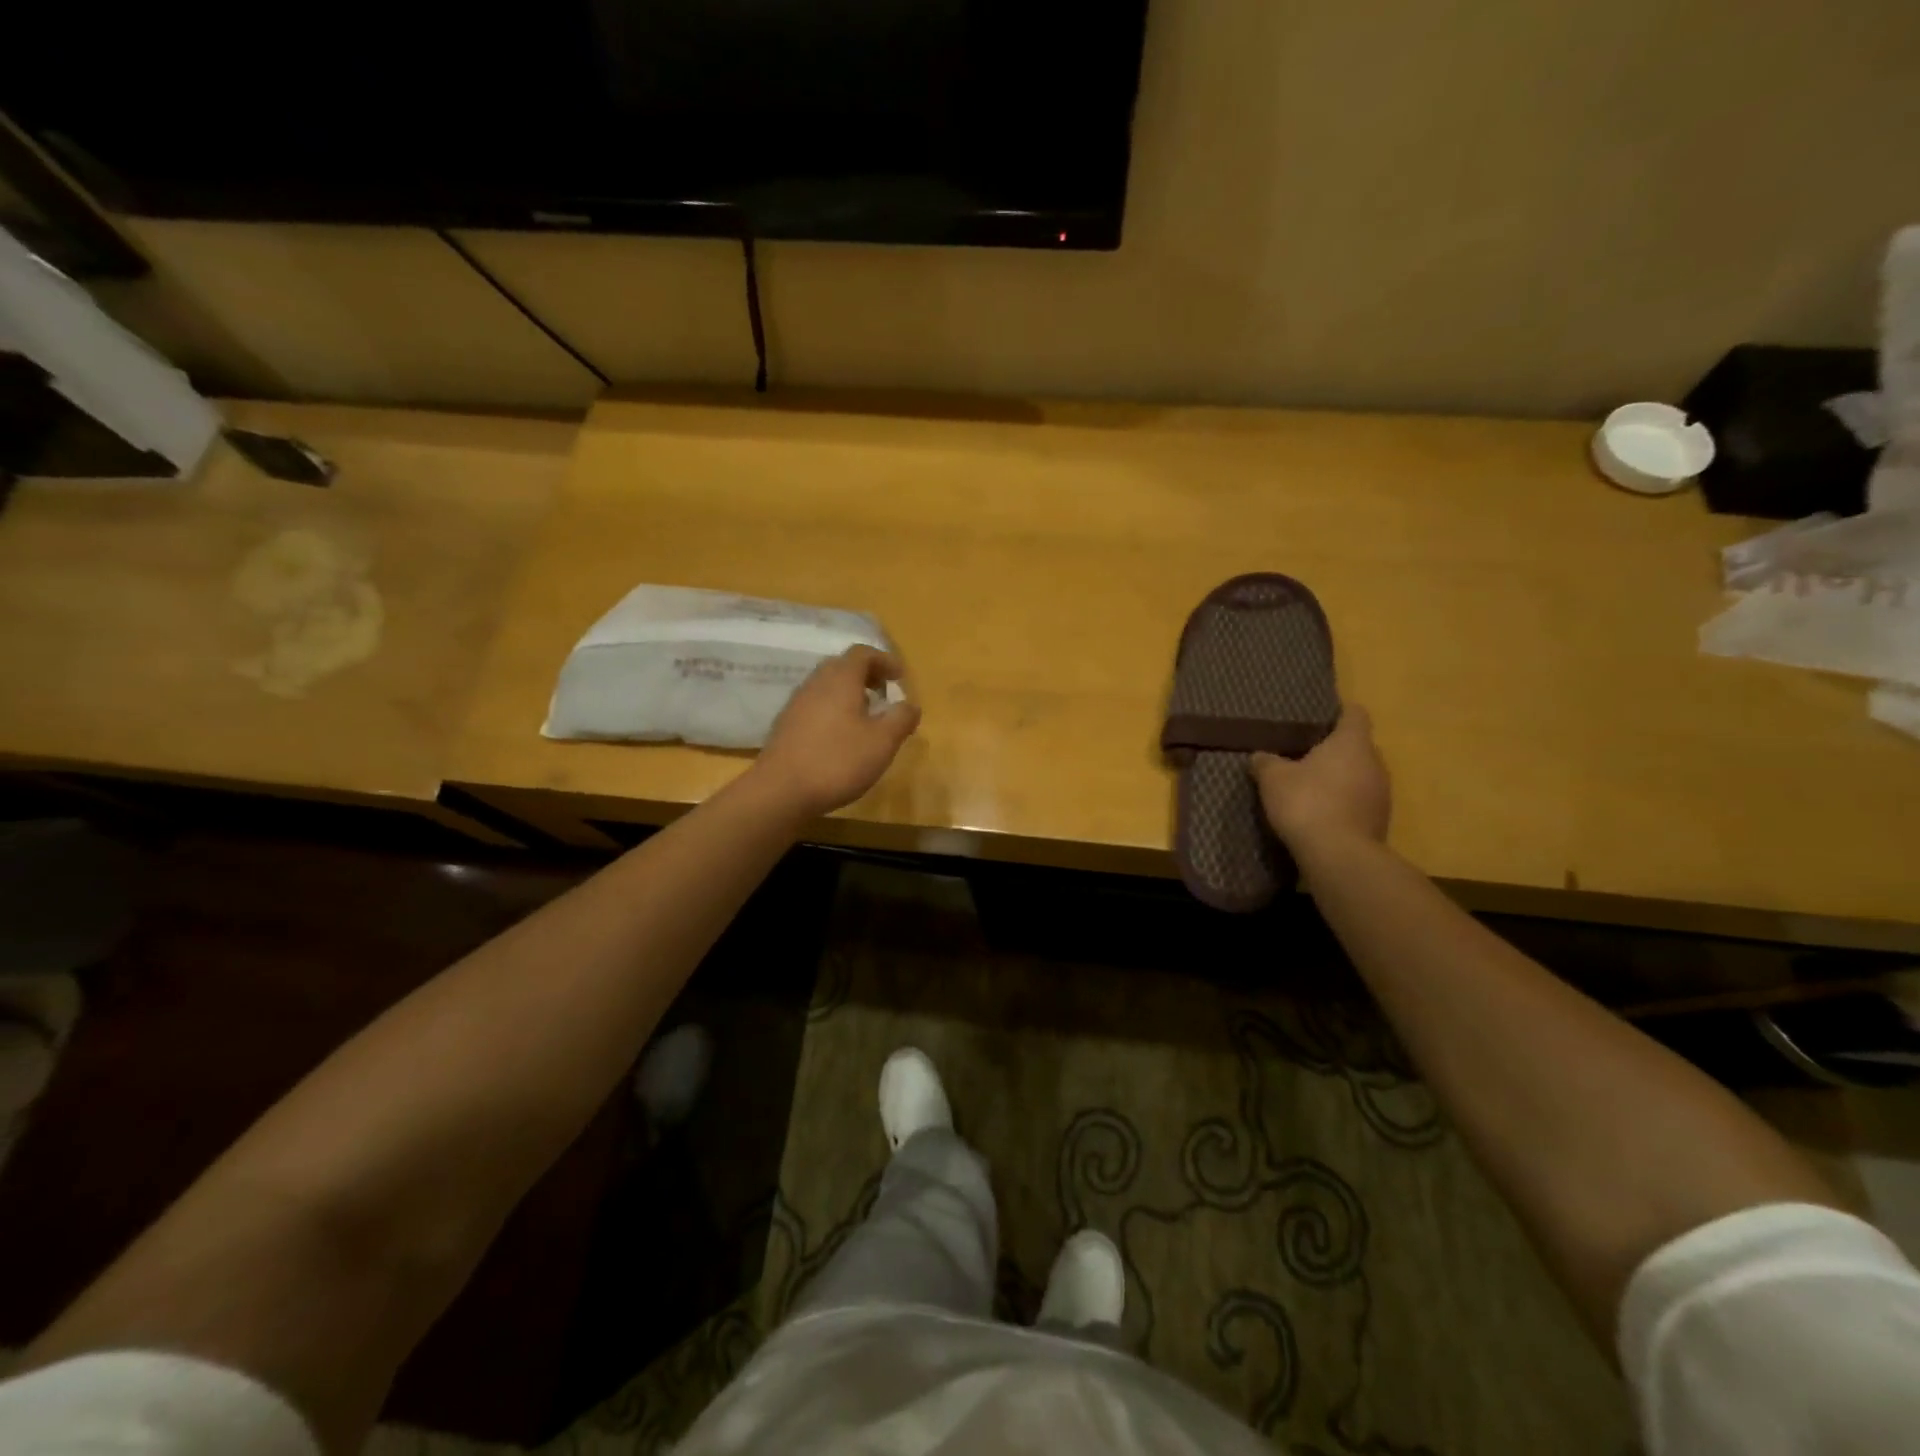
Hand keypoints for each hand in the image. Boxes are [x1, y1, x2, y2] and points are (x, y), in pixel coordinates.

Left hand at [752, 646, 921, 817]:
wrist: (781, 790)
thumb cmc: (838, 761)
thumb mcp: (882, 742)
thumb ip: (901, 719)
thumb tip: (911, 705)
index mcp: (840, 679)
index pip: (862, 653)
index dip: (884, 660)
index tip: (899, 677)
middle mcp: (815, 683)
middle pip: (842, 667)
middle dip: (866, 676)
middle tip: (884, 694)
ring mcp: (796, 704)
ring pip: (827, 687)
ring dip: (849, 695)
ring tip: (866, 718)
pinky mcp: (786, 726)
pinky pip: (815, 706)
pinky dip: (833, 711)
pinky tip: (841, 737)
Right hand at [1252, 705, 1390, 851]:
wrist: (1339, 856)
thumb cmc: (1307, 803)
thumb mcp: (1273, 779)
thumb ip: (1266, 762)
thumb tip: (1260, 756)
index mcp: (1352, 743)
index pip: (1354, 714)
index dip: (1338, 712)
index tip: (1320, 717)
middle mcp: (1375, 763)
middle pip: (1358, 746)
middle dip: (1335, 750)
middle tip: (1305, 755)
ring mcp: (1382, 794)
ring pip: (1360, 775)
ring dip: (1340, 779)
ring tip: (1311, 787)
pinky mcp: (1380, 821)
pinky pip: (1360, 802)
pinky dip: (1343, 803)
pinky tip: (1321, 813)